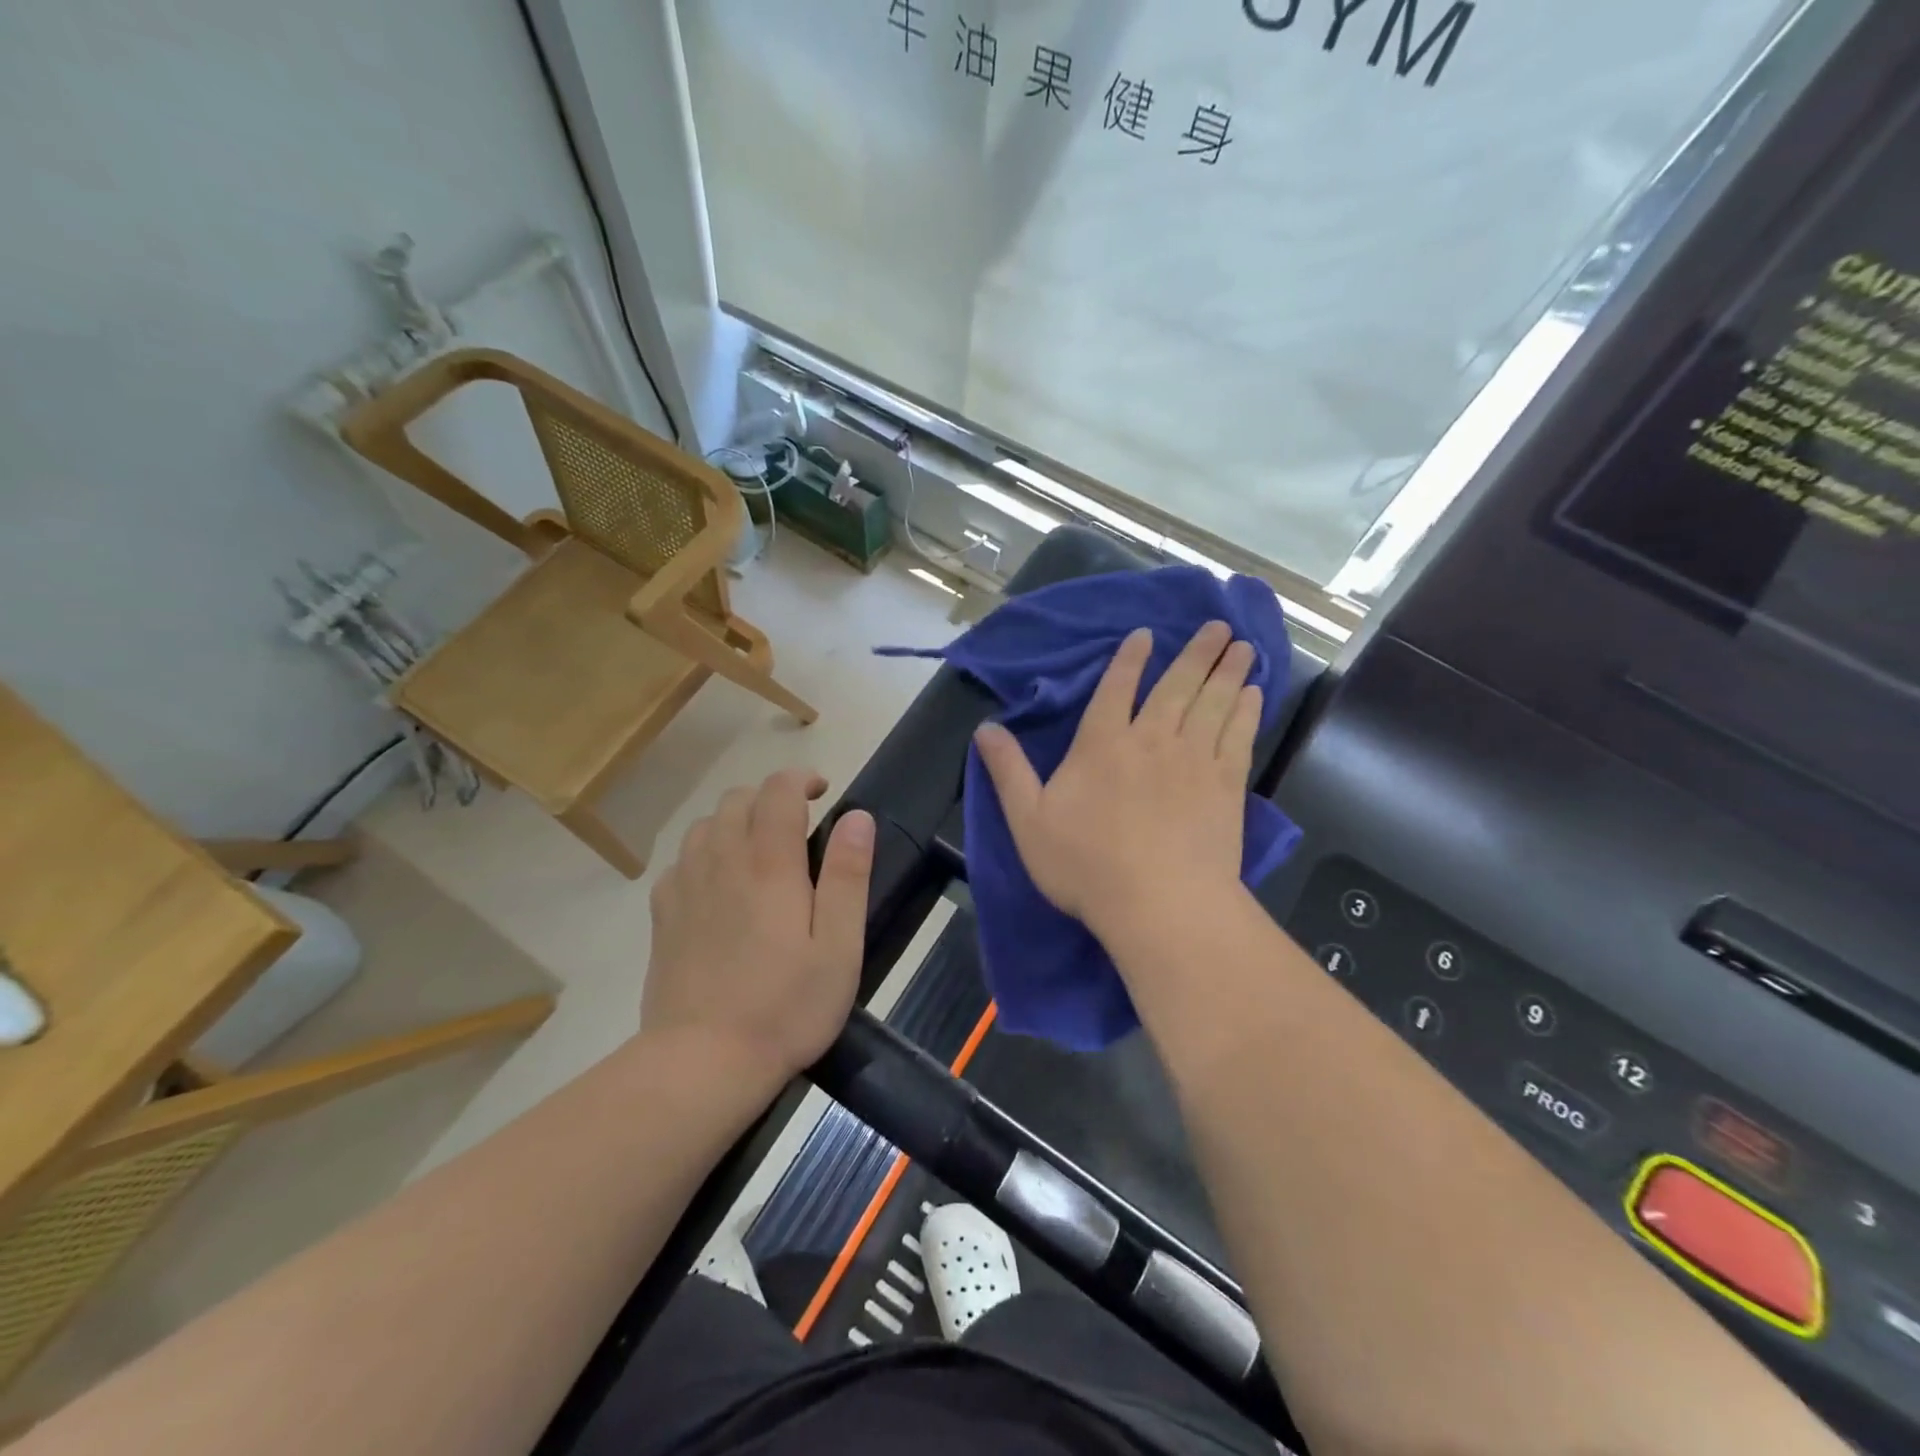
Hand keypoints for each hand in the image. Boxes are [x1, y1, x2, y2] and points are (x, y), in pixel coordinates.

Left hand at [642, 769, 873, 1076]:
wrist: (702, 1062)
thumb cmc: (785, 1007)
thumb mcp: (839, 946)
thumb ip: (847, 876)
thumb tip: (856, 817)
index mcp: (769, 865)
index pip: (777, 791)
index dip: (800, 778)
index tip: (822, 791)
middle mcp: (722, 861)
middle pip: (737, 799)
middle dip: (770, 796)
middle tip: (798, 823)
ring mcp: (685, 886)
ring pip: (706, 825)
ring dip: (736, 820)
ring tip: (760, 848)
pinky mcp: (662, 915)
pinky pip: (682, 859)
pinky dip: (705, 852)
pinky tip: (719, 883)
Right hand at [974, 621, 1259, 942]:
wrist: (1160, 903)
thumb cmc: (1086, 865)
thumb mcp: (1028, 820)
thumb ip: (1008, 771)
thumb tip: (985, 728)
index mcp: (1102, 744)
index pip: (1115, 688)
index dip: (1130, 659)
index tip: (1146, 634)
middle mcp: (1151, 739)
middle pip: (1177, 686)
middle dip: (1196, 653)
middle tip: (1218, 625)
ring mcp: (1193, 760)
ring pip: (1213, 703)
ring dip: (1228, 672)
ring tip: (1242, 647)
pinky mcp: (1226, 785)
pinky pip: (1238, 736)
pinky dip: (1246, 712)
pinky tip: (1255, 696)